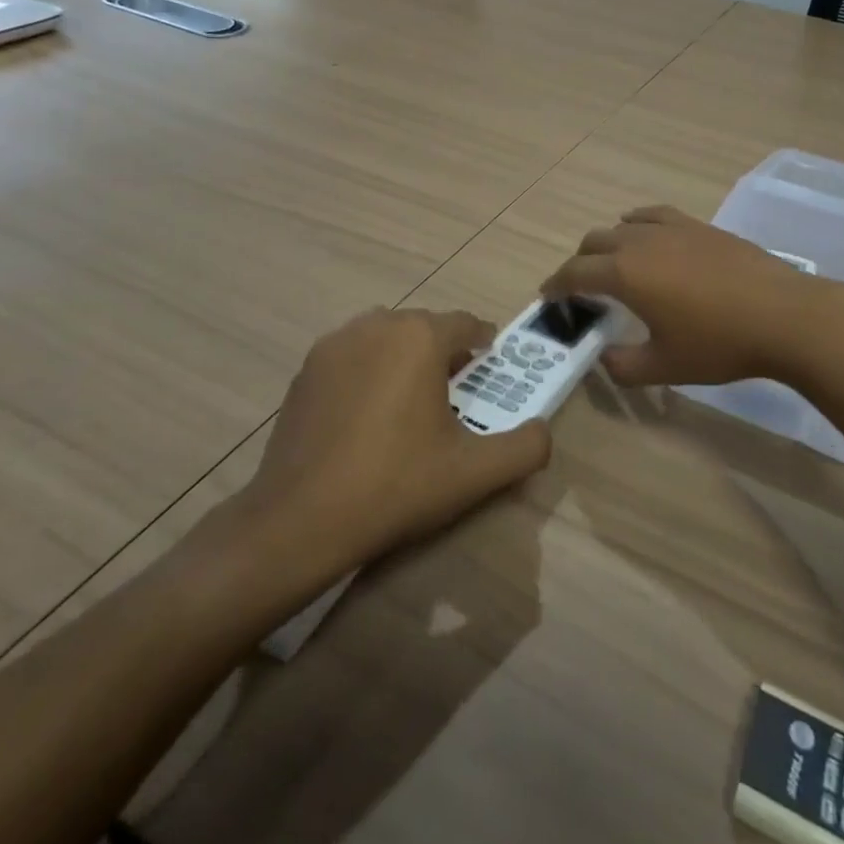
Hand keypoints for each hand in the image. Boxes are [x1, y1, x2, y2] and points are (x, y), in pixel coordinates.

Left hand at [224, 309, 550, 572]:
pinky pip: (352, 354)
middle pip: (424, 326)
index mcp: (419, 337)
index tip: (492, 365)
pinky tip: (368, 413)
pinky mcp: (305, 370)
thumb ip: (525, 447)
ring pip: (385, 336)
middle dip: (445, 350)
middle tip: (457, 390)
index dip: (484, 342)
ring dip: (405, 355)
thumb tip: (543, 430)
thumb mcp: (474, 472)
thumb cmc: (395, 485)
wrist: (300, 520)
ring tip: (412, 399)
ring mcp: (334, 344)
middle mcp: (376, 325)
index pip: (466, 324)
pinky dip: (368, 369)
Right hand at [540, 205, 843, 390]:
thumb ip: (623, 366)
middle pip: (594, 243)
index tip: (547, 295)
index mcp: (625, 274)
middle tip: (581, 289)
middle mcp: (640, 242)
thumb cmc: (719, 343)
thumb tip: (605, 358)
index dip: (556, 284)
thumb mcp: (665, 366)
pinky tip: (644, 233)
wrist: (783, 315)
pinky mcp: (699, 226)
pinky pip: (654, 215)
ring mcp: (672, 228)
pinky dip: (637, 223)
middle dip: (579, 264)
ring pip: (623, 226)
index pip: (575, 273)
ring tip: (612, 264)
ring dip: (607, 244)